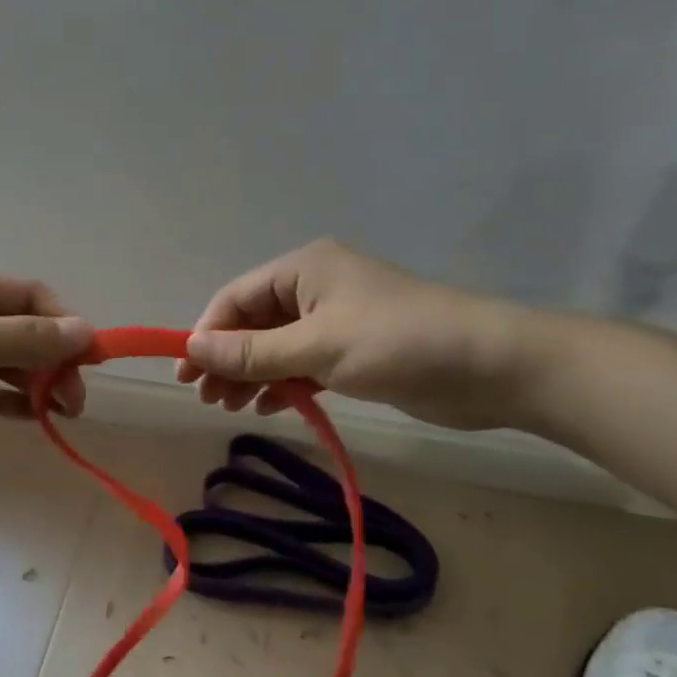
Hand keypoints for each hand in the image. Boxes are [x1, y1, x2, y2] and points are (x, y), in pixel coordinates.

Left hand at [0, 263, 92, 477]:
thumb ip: (23, 339)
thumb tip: (87, 332)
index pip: (29, 297)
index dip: (65, 325)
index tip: (92, 362)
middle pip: (20, 331)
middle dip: (52, 361)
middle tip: (74, 402)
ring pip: (3, 363)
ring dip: (35, 383)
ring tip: (62, 415)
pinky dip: (7, 401)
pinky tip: (32, 418)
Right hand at [177, 239, 546, 430]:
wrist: (491, 366)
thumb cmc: (398, 344)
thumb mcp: (317, 346)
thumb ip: (252, 351)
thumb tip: (191, 348)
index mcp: (303, 269)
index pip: (236, 298)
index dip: (206, 334)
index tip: (186, 374)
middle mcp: (315, 288)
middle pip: (253, 323)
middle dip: (227, 359)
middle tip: (207, 399)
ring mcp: (336, 320)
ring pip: (277, 346)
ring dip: (252, 374)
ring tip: (231, 407)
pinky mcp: (355, 351)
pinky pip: (303, 364)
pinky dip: (284, 383)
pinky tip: (269, 407)